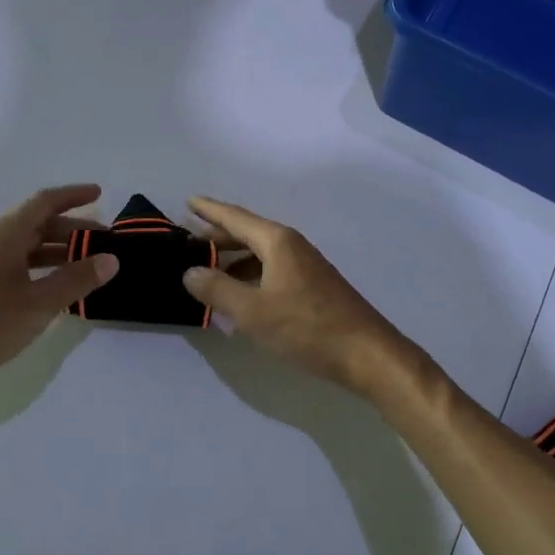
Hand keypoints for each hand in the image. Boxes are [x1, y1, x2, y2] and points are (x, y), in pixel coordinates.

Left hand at [0, 185, 118, 412]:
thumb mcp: (37, 302)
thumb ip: (76, 280)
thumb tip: (112, 259)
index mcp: (7, 233)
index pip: (45, 201)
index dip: (73, 195)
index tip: (100, 193)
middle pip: (40, 225)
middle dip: (75, 230)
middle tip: (107, 243)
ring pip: (31, 250)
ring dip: (61, 254)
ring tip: (91, 267)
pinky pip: (21, 271)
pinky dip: (45, 274)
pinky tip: (60, 293)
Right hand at [182, 197, 427, 404]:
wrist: (367, 353)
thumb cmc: (307, 327)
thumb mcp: (253, 311)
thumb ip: (217, 290)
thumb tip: (190, 271)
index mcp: (277, 242)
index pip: (235, 218)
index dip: (210, 210)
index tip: (188, 201)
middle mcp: (292, 246)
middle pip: (248, 233)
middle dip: (218, 237)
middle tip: (188, 243)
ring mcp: (305, 266)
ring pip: (260, 254)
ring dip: (233, 260)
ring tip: (206, 272)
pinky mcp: (312, 286)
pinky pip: (272, 270)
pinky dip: (250, 276)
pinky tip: (240, 297)